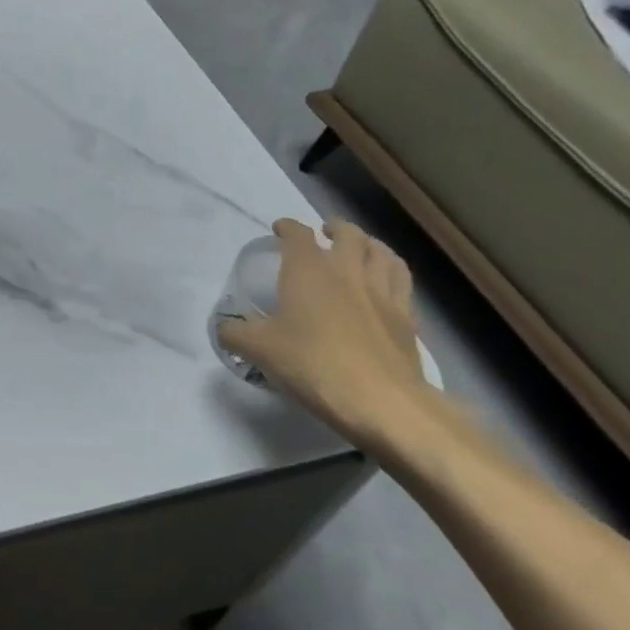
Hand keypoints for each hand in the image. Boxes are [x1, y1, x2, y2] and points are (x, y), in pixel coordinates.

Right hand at [217, 219, 427, 453]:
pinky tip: (385, 281)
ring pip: (381, 251)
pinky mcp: (406, 316)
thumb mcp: (259, 351)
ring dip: (368, 243)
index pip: (297, 234)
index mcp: (307, 270)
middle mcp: (347, 270)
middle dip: (334, 228)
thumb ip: (234, 333)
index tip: (279, 230)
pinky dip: (391, 269)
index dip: (287, 228)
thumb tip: (224, 327)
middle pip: (348, 233)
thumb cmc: (313, 365)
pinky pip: (401, 279)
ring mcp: (382, 291)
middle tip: (325, 233)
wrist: (381, 401)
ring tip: (360, 248)